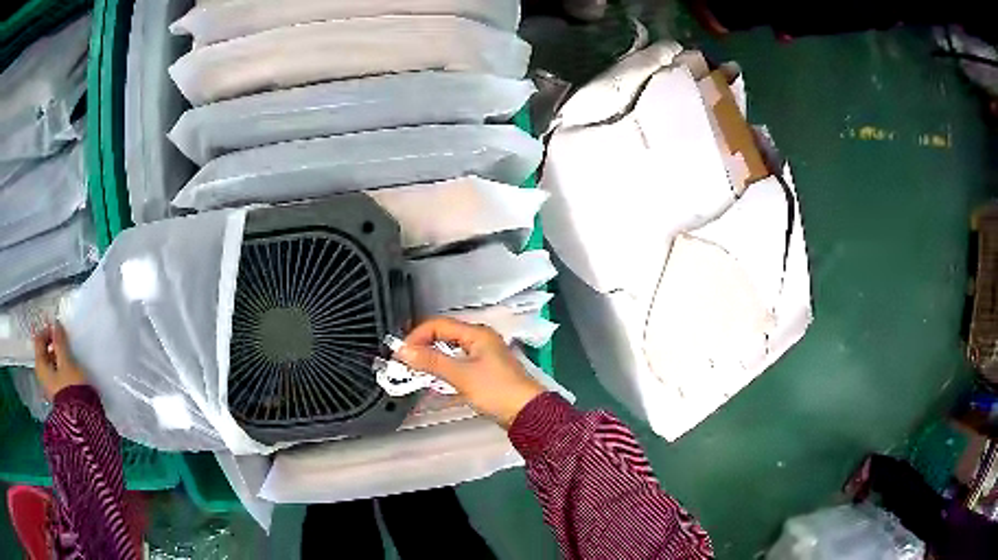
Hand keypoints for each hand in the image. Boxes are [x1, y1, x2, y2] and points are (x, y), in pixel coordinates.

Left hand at [33, 322, 87, 399]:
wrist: (82, 421)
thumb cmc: (71, 388)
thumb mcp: (66, 361)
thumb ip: (60, 342)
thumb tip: (55, 324)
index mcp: (40, 365)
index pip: (39, 340)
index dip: (47, 331)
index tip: (58, 329)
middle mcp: (42, 375)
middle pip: (44, 353)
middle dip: (53, 345)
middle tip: (64, 341)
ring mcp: (50, 387)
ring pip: (51, 364)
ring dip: (58, 357)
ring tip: (69, 356)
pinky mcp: (58, 394)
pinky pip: (57, 375)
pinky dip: (61, 368)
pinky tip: (70, 370)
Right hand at [394, 317, 544, 427]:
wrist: (527, 413)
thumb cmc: (496, 390)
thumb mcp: (461, 375)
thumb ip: (431, 362)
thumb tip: (403, 350)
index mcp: (476, 333)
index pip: (438, 325)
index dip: (417, 336)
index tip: (400, 353)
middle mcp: (479, 340)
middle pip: (443, 335)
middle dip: (422, 346)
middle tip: (404, 362)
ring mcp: (482, 356)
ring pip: (449, 351)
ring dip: (432, 359)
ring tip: (414, 371)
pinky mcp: (483, 371)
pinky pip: (457, 364)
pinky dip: (443, 369)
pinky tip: (433, 380)